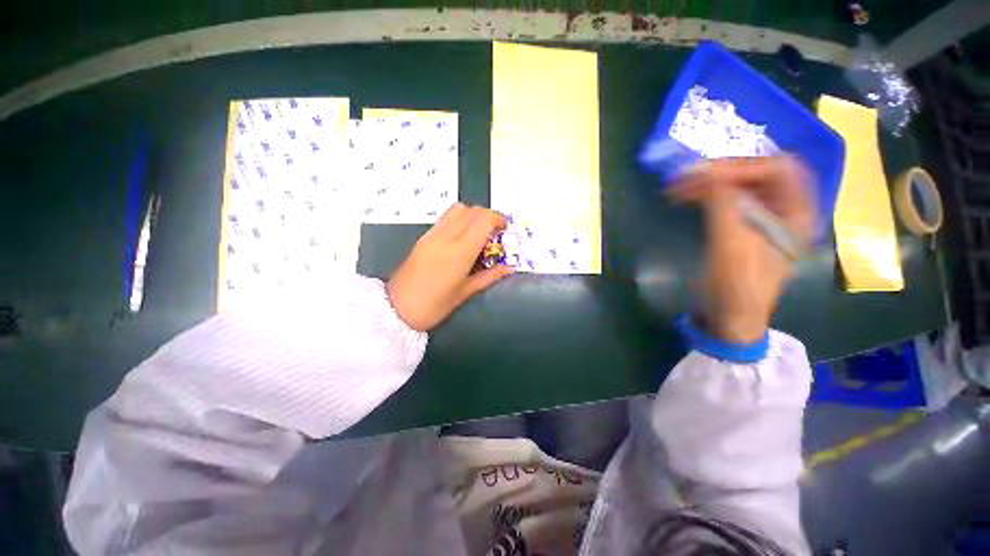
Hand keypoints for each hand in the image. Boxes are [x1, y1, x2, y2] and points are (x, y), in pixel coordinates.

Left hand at [386, 203, 514, 330]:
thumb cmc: (434, 305)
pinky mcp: (424, 236)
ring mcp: (433, 234)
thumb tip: (510, 268)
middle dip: (489, 216)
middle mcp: (447, 236)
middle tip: (495, 232)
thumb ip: (490, 276)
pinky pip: (446, 217)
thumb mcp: (465, 292)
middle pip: (472, 210)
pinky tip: (463, 236)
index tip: (505, 229)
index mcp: (460, 252)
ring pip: (458, 209)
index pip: (483, 220)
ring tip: (480, 232)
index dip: (498, 219)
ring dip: (474, 214)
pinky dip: (460, 218)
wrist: (397, 308)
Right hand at [668, 156, 815, 343]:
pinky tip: (687, 197)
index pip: (779, 169)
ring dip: (711, 181)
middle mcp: (784, 211)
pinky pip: (727, 200)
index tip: (704, 176)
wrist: (729, 317)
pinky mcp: (741, 228)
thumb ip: (723, 204)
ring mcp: (762, 219)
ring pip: (740, 186)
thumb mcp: (732, 245)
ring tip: (680, 186)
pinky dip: (707, 195)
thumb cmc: (738, 285)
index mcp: (797, 214)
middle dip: (723, 171)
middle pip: (759, 174)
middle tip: (687, 177)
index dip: (744, 166)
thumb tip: (704, 171)